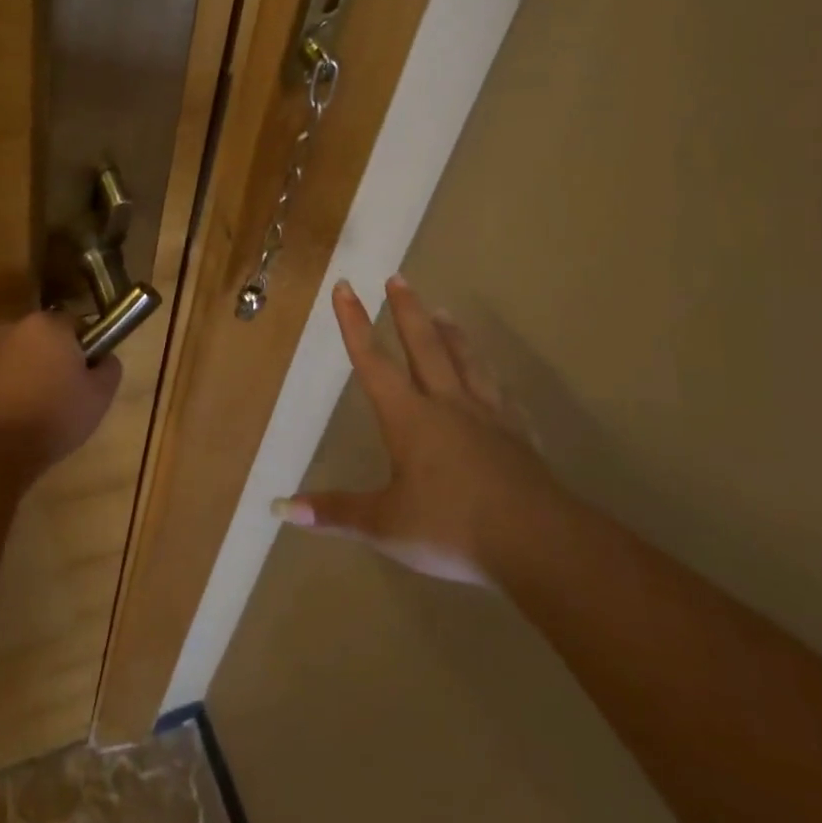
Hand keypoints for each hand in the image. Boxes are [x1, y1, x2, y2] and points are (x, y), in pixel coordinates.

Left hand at [0, 311, 122, 469]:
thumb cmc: (54, 418)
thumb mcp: (100, 396)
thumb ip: (109, 367)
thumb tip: (104, 357)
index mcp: (48, 325)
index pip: (76, 325)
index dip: (85, 349)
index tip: (86, 376)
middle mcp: (13, 327)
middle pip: (44, 338)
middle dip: (54, 358)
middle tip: (64, 394)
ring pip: (17, 356)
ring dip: (27, 372)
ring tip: (35, 409)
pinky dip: (3, 389)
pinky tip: (10, 417)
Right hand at [272, 276, 552, 583]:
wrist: (538, 544)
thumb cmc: (452, 529)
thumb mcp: (385, 525)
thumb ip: (335, 512)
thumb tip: (283, 508)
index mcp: (409, 419)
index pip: (373, 362)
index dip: (354, 324)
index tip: (345, 287)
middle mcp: (447, 406)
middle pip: (424, 347)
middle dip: (406, 311)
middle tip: (397, 278)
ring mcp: (488, 419)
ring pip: (467, 363)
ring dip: (452, 335)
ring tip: (444, 312)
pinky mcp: (519, 438)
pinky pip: (504, 399)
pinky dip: (495, 383)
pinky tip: (498, 382)